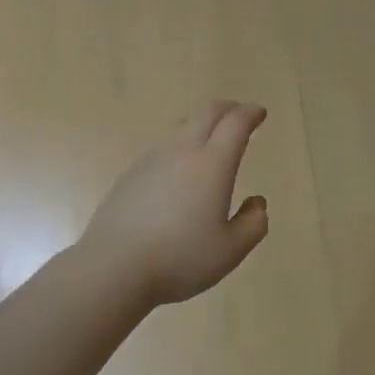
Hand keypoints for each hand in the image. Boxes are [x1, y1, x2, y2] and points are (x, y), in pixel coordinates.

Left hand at [79, 101, 270, 306]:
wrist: (114, 265)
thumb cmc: (180, 258)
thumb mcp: (230, 250)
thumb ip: (253, 224)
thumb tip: (257, 202)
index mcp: (212, 164)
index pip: (235, 124)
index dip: (250, 113)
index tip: (259, 112)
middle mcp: (183, 151)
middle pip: (207, 113)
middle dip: (227, 109)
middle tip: (239, 115)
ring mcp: (152, 159)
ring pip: (182, 127)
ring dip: (201, 126)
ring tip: (209, 141)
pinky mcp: (131, 173)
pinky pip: (162, 148)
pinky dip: (179, 147)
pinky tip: (177, 171)